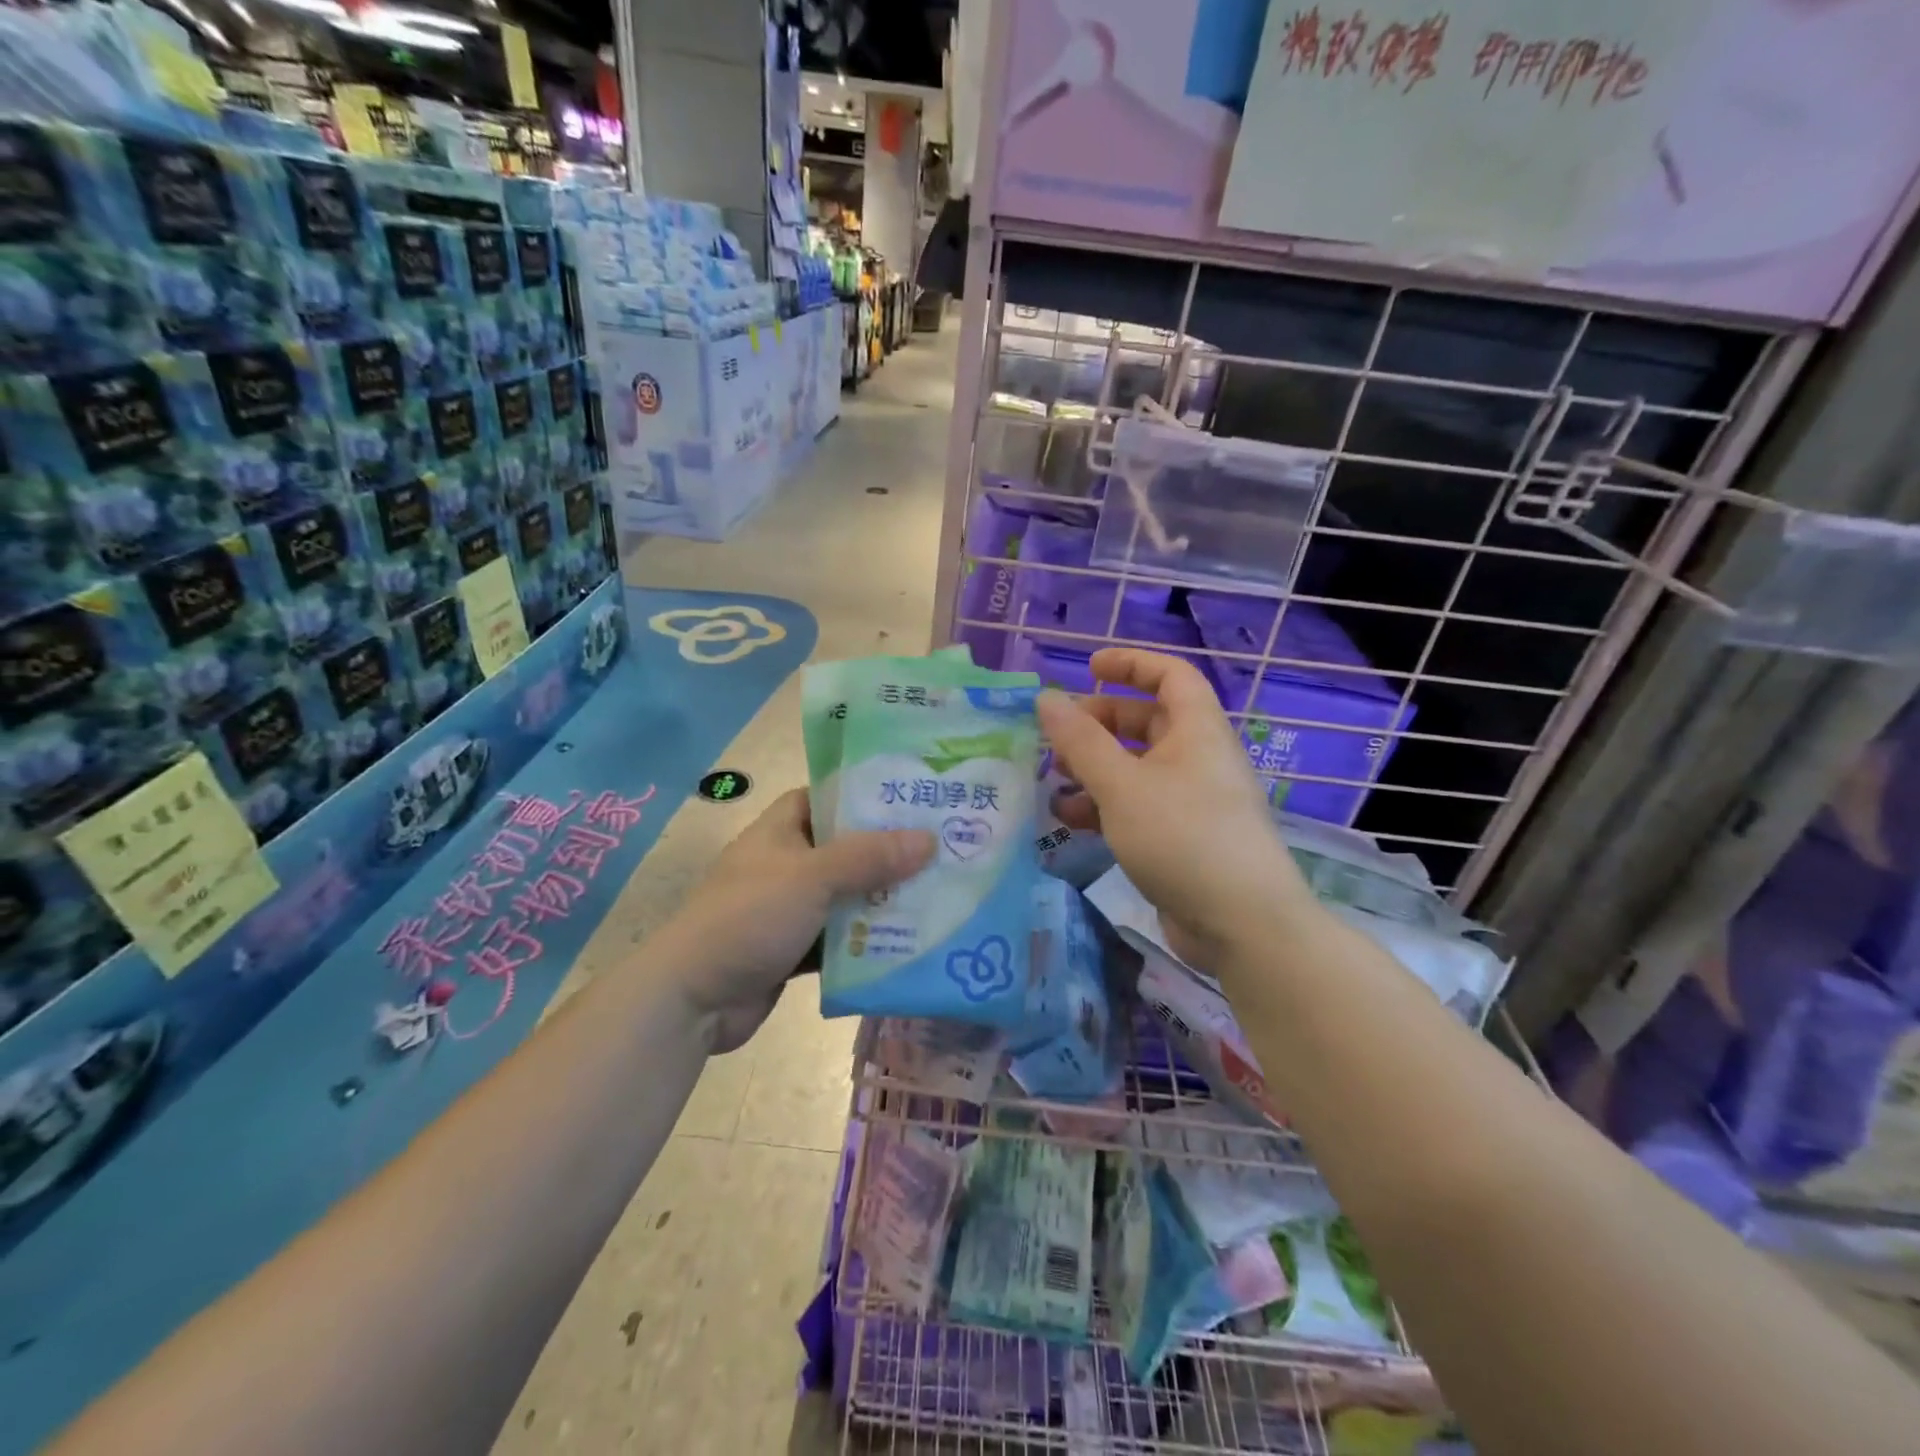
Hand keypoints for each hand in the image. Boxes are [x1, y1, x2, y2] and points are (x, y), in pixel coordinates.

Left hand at [659, 789, 934, 1051]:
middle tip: (943, 846)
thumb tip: (929, 839)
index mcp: (781, 830)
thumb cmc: (748, 918)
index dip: (866, 795)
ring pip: (847, 895)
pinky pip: (840, 937)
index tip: (913, 797)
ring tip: (940, 891)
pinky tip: (910, 940)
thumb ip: (869, 857)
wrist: (691, 1000)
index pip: (827, 797)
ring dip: (883, 899)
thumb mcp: (812, 877)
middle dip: (888, 852)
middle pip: (846, 848)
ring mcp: (790, 908)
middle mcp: (786, 863)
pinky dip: (867, 939)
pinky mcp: (795, 948)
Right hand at [1037, 650, 1313, 968]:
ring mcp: (1191, 800)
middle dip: (1099, 722)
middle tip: (1056, 735)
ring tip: (1052, 777)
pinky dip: (1104, 805)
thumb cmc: (1182, 836)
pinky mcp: (1180, 838)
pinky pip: (1137, 806)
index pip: (1170, 675)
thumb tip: (1046, 699)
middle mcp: (1197, 758)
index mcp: (1197, 730)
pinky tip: (1068, 817)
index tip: (1088, 669)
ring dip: (1094, 768)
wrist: (1241, 924)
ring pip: (1136, 767)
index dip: (1131, 664)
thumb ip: (1081, 741)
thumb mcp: (1122, 784)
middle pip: (1146, 721)